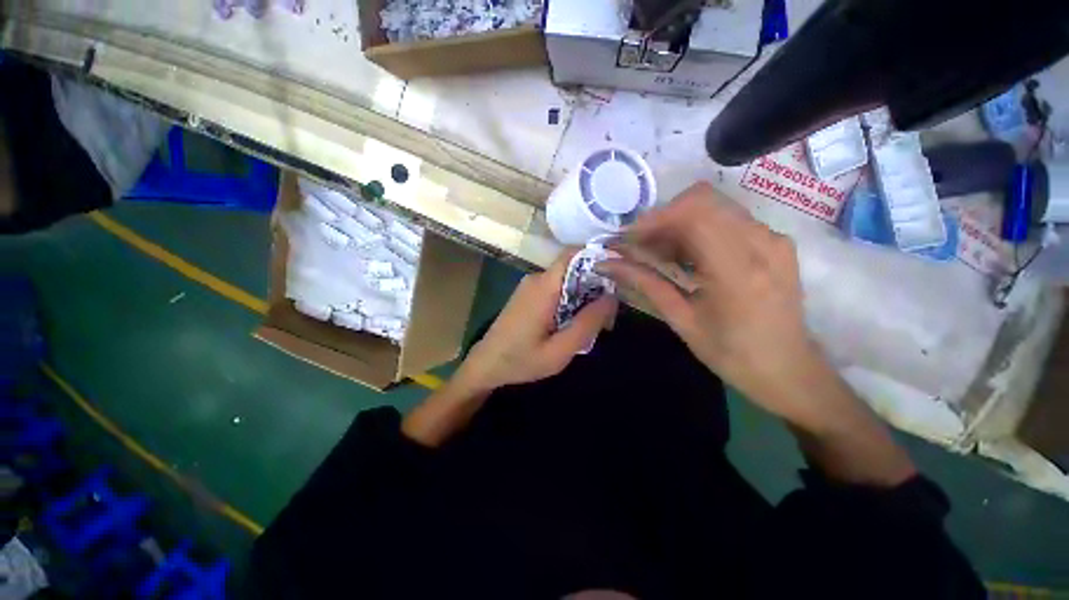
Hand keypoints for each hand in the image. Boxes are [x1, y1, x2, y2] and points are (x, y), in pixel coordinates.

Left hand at [458, 249, 617, 392]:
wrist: (486, 364)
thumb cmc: (521, 361)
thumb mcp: (559, 351)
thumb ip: (587, 324)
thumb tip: (612, 297)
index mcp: (544, 287)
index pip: (573, 254)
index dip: (598, 257)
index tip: (619, 275)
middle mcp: (537, 279)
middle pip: (574, 268)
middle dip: (596, 285)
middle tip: (608, 314)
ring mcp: (530, 285)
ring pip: (567, 280)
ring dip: (584, 296)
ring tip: (593, 324)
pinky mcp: (529, 294)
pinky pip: (556, 289)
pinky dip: (571, 300)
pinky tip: (574, 323)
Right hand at [598, 183, 836, 428]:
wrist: (788, 370)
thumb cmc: (731, 354)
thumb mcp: (682, 320)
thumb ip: (644, 283)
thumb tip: (607, 264)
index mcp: (738, 269)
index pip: (692, 214)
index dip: (652, 220)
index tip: (626, 239)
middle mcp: (762, 242)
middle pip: (702, 200)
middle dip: (662, 219)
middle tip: (639, 246)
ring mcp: (773, 238)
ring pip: (713, 206)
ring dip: (678, 223)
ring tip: (657, 253)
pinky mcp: (775, 241)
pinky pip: (727, 218)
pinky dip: (697, 229)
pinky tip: (684, 255)